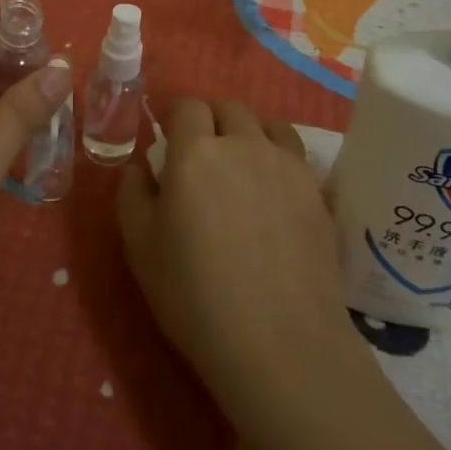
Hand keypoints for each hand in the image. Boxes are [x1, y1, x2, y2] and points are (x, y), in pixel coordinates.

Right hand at [118, 99, 365, 434]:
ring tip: (244, 170)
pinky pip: (295, 156)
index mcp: (196, 153)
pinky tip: (274, 196)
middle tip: (204, 160)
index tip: (170, 146)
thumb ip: (133, 193)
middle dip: (212, 122)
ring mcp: (287, 166)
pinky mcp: (317, 192)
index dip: (176, 120)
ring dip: (250, 134)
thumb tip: (144, 167)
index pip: (187, 106)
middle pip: (229, 108)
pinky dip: (279, 160)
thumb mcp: (140, 247)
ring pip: (268, 125)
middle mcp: (244, 145)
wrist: (280, 343)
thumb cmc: (195, 295)